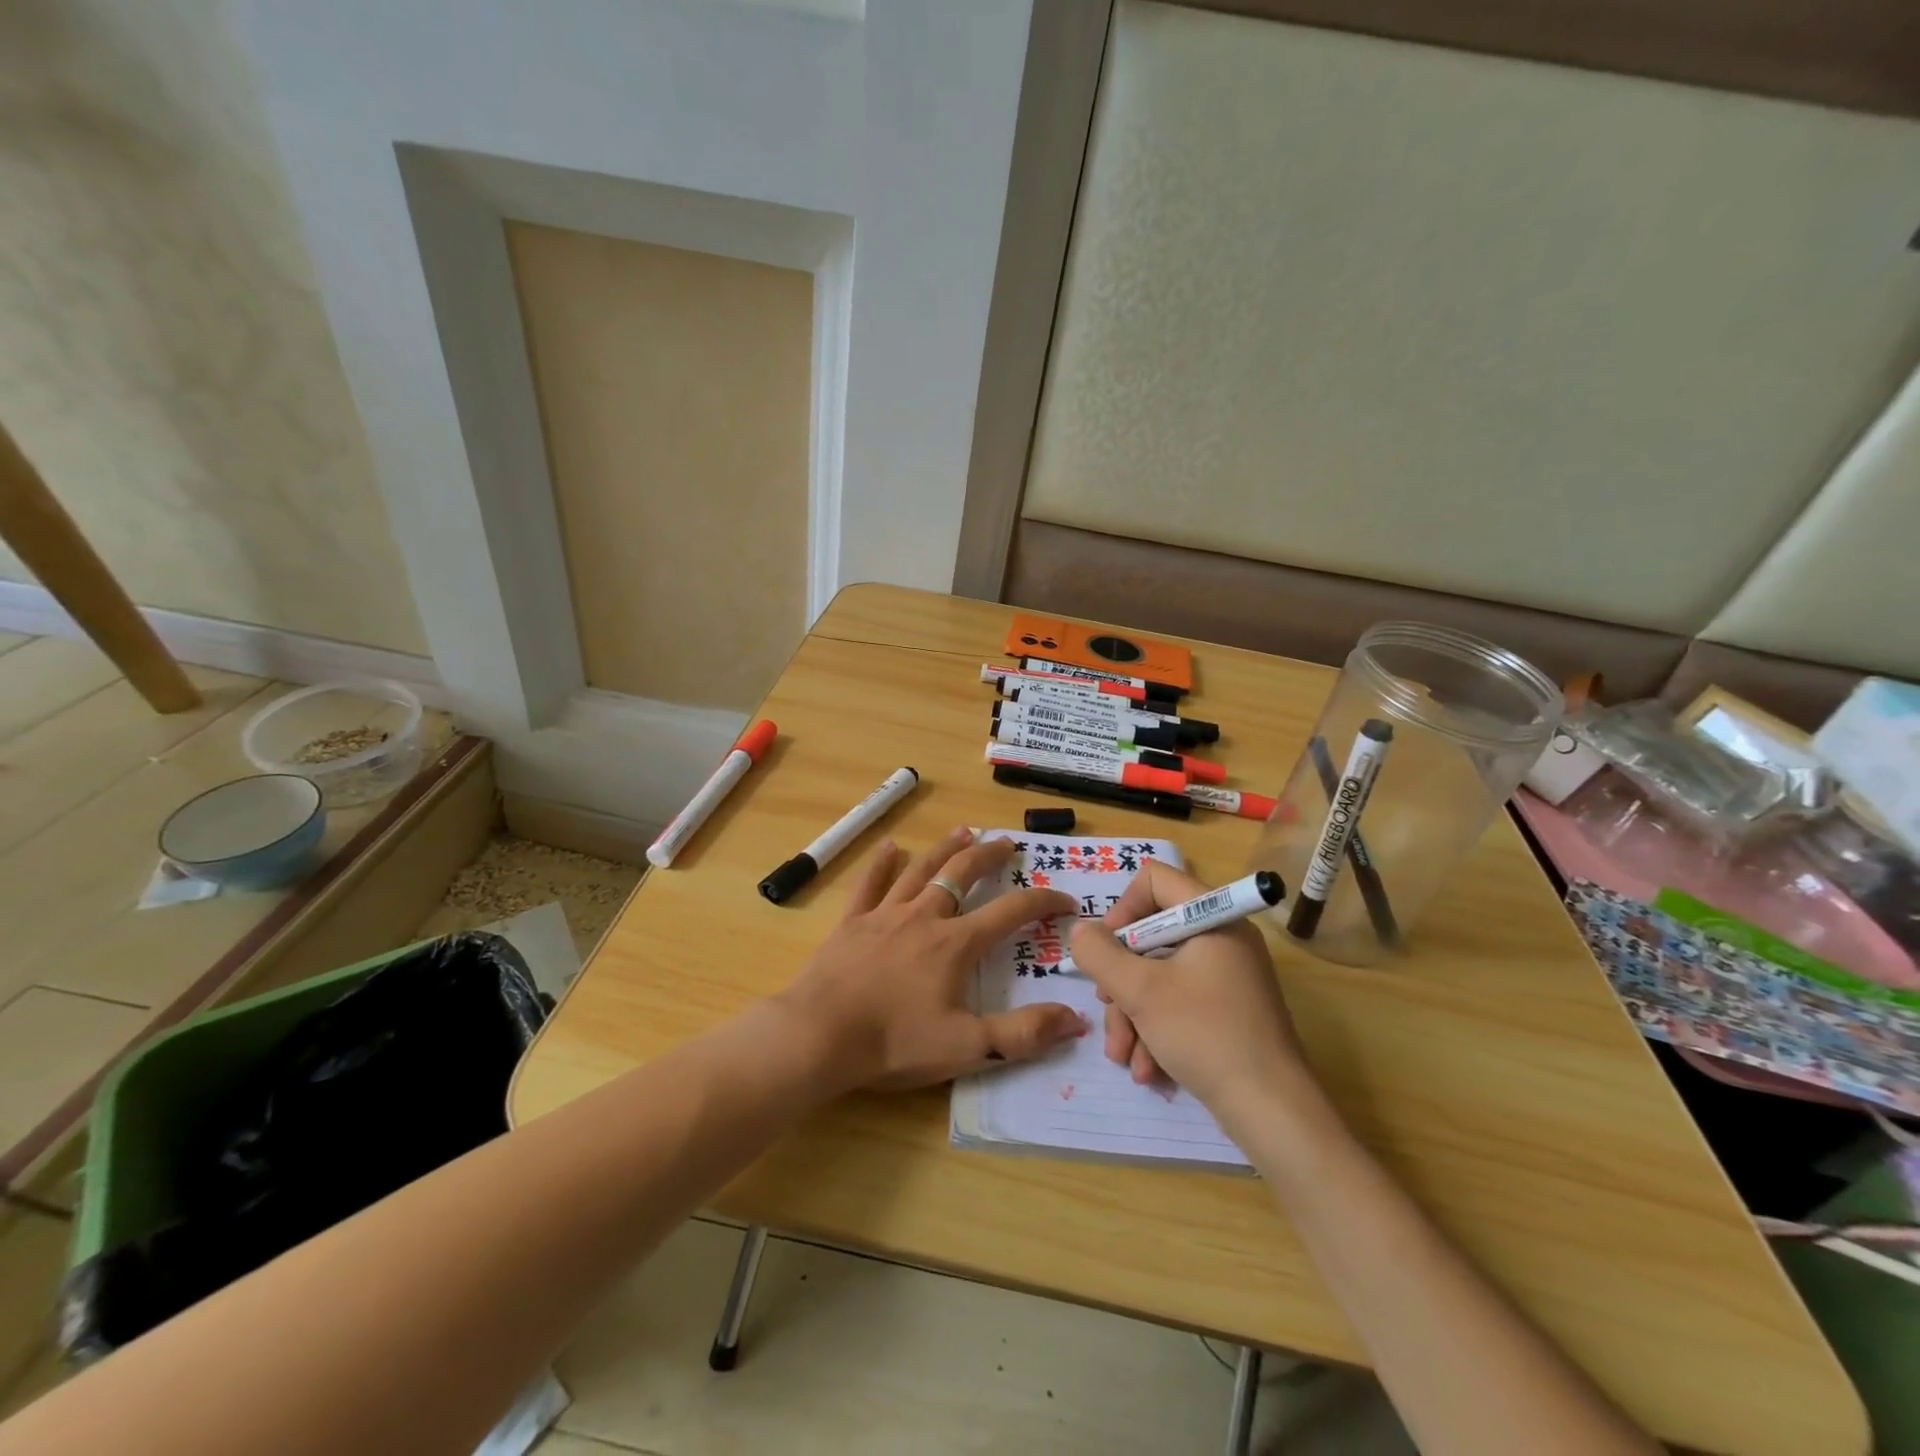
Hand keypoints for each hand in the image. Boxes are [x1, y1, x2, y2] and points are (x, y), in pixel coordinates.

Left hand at [779, 827, 1087, 1090]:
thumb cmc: (894, 1042)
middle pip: (963, 874)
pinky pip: (869, 884)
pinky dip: (881, 864)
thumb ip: (1023, 1034)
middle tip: (1007, 843)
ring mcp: (884, 915)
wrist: (818, 1036)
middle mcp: (924, 917)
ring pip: (921, 870)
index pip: (1010, 911)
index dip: (1043, 901)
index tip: (1065, 899)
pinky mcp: (852, 923)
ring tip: (963, 831)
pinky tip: (889, 847)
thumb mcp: (967, 1047)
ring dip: (945, 849)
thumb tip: (1077, 1019)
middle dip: (989, 856)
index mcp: (956, 944)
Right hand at [1069, 860, 1307, 1116]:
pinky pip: (1178, 1003)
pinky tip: (1146, 1068)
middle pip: (1151, 935)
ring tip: (1122, 1056)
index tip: (1107, 949)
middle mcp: (1221, 939)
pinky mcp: (1226, 1011)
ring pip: (1159, 976)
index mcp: (1213, 918)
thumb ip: (1100, 954)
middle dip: (1121, 978)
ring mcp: (1226, 977)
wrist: (1271, 1112)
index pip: (1155, 880)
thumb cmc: (1205, 1034)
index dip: (1123, 909)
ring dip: (1132, 1014)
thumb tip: (1080, 932)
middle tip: (1107, 1005)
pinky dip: (1156, 1030)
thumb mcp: (1140, 991)